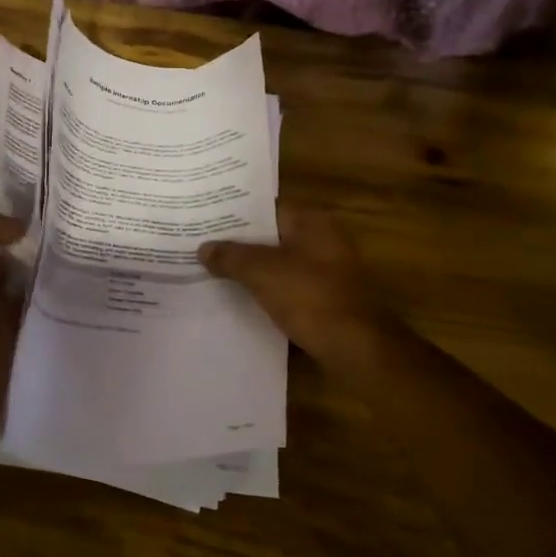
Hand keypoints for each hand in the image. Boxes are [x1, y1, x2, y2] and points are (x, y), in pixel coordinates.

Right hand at [198, 207, 399, 383]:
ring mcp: (325, 273)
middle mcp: (323, 241)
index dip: (235, 213)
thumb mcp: (263, 272)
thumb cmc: (311, 297)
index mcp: (313, 223)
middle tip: (200, 245)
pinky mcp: (323, 301)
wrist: (355, 348)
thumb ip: (231, 257)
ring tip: (210, 271)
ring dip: (250, 270)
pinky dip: (264, 292)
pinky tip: (236, 299)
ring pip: (277, 265)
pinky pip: (286, 289)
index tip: (205, 220)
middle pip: (271, 237)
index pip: (267, 208)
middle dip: (238, 244)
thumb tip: (203, 248)